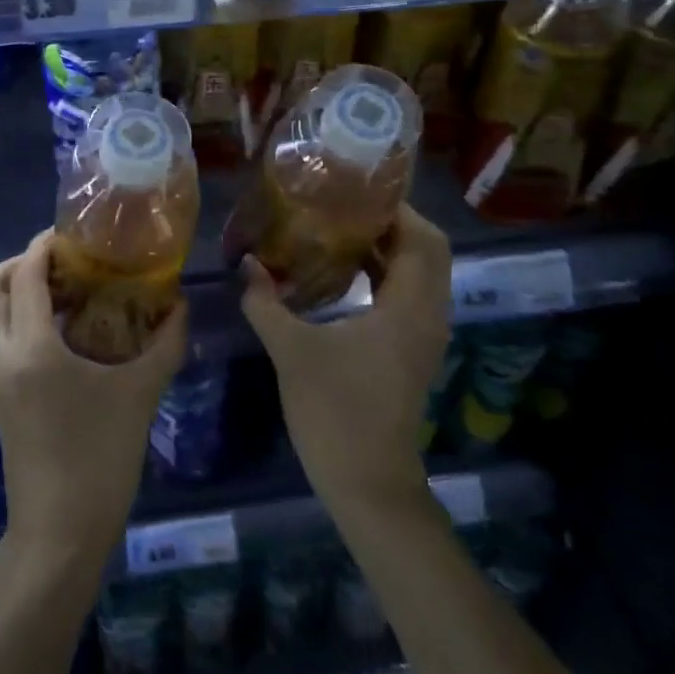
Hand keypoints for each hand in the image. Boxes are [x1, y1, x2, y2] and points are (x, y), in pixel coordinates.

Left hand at [0, 231, 188, 572]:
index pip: (23, 275)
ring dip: (17, 291)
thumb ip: (165, 344)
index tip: (72, 235)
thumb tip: (181, 305)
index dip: (43, 246)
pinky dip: (21, 318)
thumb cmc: (100, 458)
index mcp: (31, 347)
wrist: (60, 533)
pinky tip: (65, 331)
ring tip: (68, 292)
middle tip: (62, 262)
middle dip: (18, 263)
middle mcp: (2, 355)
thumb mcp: (140, 395)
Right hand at [241, 204, 451, 510]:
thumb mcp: (291, 350)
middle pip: (428, 251)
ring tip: (341, 227)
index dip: (397, 209)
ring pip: (420, 273)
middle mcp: (427, 315)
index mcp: (409, 308)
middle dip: (393, 222)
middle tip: (347, 204)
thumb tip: (246, 262)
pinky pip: (408, 295)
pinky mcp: (412, 351)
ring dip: (390, 247)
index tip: (357, 189)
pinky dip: (386, 273)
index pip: (423, 239)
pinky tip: (344, 271)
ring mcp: (423, 336)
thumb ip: (266, 302)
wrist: (368, 484)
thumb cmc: (335, 411)